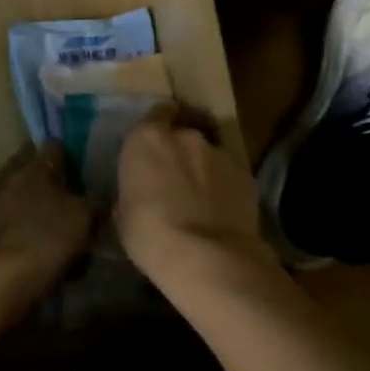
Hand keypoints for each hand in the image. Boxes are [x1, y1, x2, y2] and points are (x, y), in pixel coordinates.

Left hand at [0, 143, 91, 297]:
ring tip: (75, 236)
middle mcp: (13, 183)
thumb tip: (97, 200)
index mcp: (34, 168)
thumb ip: (93, 204)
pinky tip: (57, 259)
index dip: (72, 152)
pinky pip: (25, 234)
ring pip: (33, 208)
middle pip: (41, 178)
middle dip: (60, 188)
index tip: (88, 161)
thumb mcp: (83, 217)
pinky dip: (39, 241)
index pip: (54, 148)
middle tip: (85, 203)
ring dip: (49, 218)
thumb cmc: (45, 237)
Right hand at [116, 105, 270, 285]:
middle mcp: (185, 136)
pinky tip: (221, 212)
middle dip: (179, 152)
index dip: (157, 126)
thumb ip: (133, 191)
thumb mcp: (123, 213)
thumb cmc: (149, 235)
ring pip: (208, 156)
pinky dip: (224, 188)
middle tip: (175, 179)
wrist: (206, 257)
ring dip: (203, 170)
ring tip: (201, 200)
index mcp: (147, 139)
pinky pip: (229, 176)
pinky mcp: (246, 174)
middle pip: (183, 135)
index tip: (155, 146)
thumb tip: (140, 194)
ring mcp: (219, 153)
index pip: (156, 113)